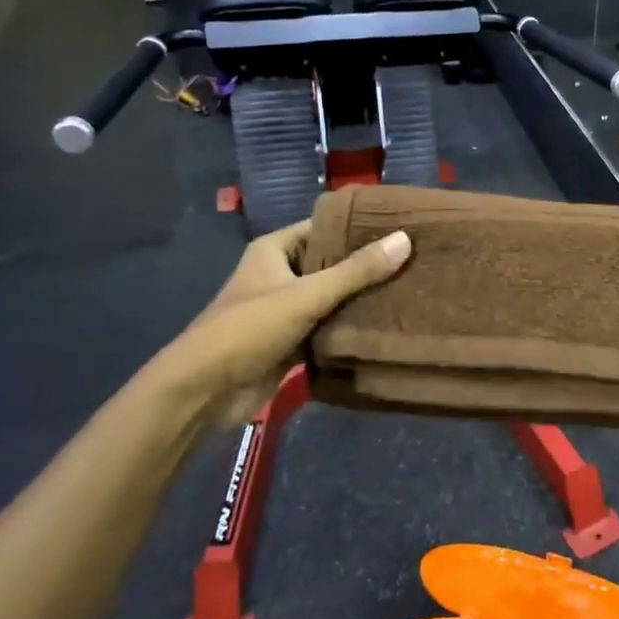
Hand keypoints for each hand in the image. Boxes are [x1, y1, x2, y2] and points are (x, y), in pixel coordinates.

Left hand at [166, 220, 411, 424]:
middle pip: (330, 264)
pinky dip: (348, 328)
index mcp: (274, 250)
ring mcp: (284, 310)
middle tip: (413, 261)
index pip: (323, 228)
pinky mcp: (290, 342)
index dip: (358, 227)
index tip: (400, 228)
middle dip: (366, 266)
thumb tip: (405, 239)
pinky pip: (326, 328)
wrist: (204, 392)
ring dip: (360, 299)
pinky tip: (384, 325)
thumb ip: (356, 271)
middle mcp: (279, 275)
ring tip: (408, 290)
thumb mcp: (306, 295)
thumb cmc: (249, 329)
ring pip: (330, 298)